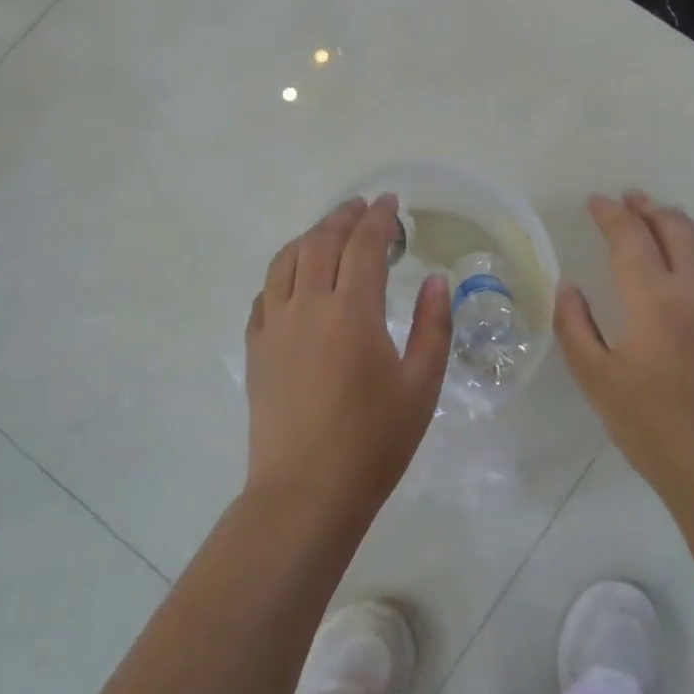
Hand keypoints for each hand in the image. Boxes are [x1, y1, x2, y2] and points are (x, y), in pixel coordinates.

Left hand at [244, 195, 453, 519]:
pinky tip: (294, 279)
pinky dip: (282, 272)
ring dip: (309, 237)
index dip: (379, 218)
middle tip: (362, 208)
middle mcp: (308, 306)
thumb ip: (432, 326)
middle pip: (321, 242)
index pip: (364, 245)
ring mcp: (275, 326)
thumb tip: (436, 281)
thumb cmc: (373, 442)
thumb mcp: (421, 386)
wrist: (306, 492)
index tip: (390, 201)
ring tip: (328, 232)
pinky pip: (265, 293)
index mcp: (352, 312)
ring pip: (286, 260)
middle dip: (343, 217)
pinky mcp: (257, 348)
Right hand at [555, 192, 693, 510]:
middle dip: (648, 208)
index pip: (630, 237)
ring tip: (661, 214)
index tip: (595, 201)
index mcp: (654, 299)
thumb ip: (575, 326)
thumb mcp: (596, 379)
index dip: (610, 215)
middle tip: (628, 198)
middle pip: (674, 228)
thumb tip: (569, 287)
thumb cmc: (652, 426)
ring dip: (680, 221)